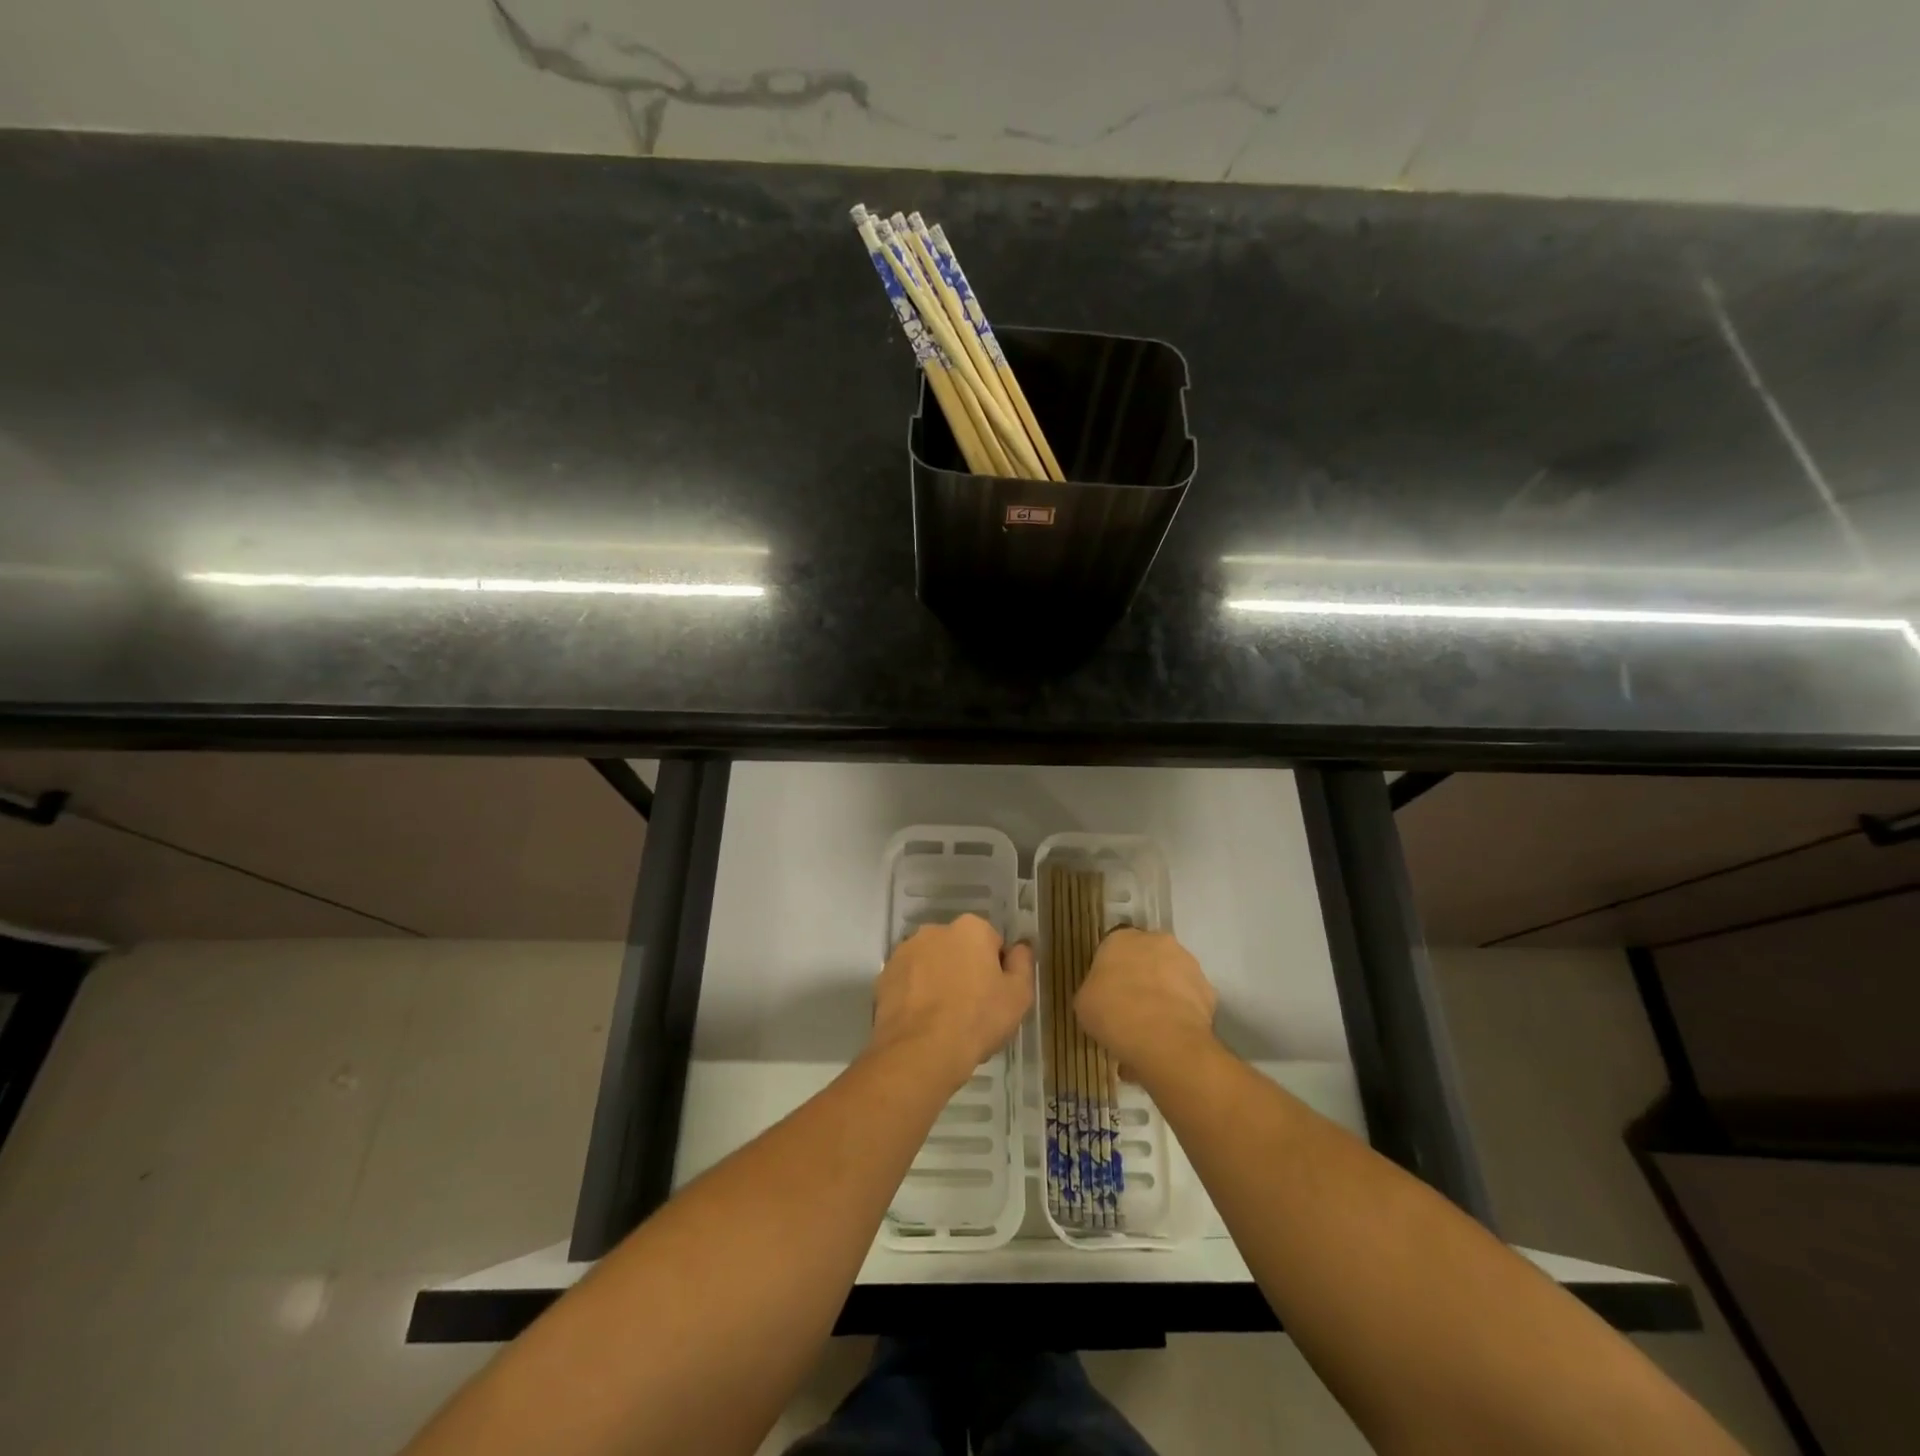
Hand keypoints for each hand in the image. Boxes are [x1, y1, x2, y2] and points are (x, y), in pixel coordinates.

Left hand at [869, 913, 1034, 1089]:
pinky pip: (908, 982)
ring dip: (937, 980)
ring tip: (944, 1018)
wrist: (920, 1051)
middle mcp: (934, 930)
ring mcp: (905, 952)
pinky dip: (914, 995)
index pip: (991, 942)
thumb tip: (1020, 948)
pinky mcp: (883, 976)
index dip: (996, 970)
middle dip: (964, 969)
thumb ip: (1023, 963)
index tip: (995, 995)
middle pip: (958, 949)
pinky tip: (922, 1022)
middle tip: (971, 1007)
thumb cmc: (977, 1019)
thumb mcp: (1019, 995)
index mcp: (970, 928)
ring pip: (930, 963)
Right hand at [1075, 928, 1217, 1078]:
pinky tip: (1171, 1036)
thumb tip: (1104, 998)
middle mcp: (1156, 941)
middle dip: (1141, 977)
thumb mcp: (1085, 1003)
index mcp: (1121, 938)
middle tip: (1131, 1007)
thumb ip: (1095, 991)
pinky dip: (1182, 1014)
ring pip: (1171, 976)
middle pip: (1146, 957)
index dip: (1111, 971)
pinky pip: (1190, 1000)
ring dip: (1164, 993)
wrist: (1163, 1039)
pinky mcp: (1209, 990)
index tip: (1108, 993)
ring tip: (1153, 1028)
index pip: (1114, 947)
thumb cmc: (1113, 1012)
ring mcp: (1187, 963)